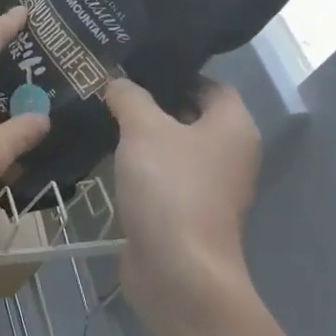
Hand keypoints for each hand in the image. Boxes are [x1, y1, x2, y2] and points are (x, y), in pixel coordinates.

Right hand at [106, 76, 261, 335]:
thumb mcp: (143, 129)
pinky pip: (164, 177)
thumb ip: (129, 97)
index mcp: (234, 126)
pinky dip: (141, 167)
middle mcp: (230, 154)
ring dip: (143, 137)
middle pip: (191, 115)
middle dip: (152, 103)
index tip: (133, 67)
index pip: (209, 84)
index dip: (174, 73)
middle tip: (109, 88)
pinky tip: (107, 157)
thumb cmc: (169, 188)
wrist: (177, 269)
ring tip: (102, 118)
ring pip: (174, 148)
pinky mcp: (187, 213)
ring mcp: (210, 187)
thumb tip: (117, 81)